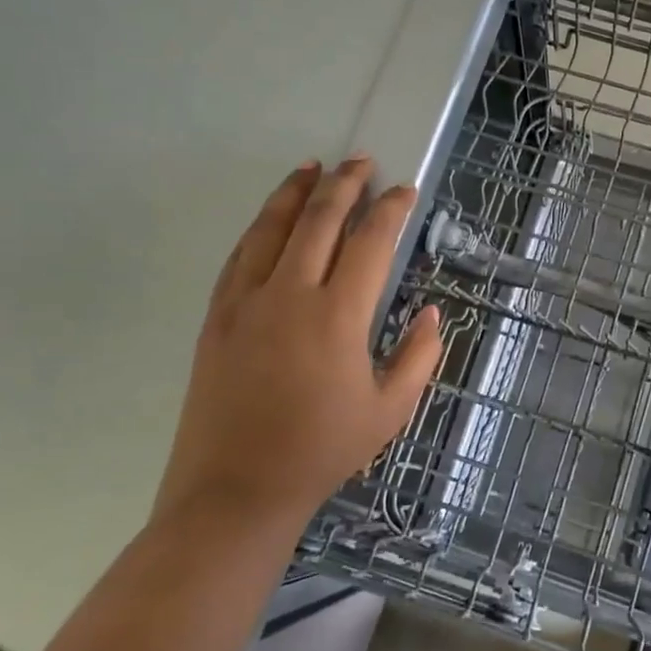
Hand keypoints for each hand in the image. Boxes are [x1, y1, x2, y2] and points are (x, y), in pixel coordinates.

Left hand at [153, 156, 442, 536]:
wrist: (235, 490)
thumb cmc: (321, 451)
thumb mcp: (390, 411)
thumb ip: (419, 356)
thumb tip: (433, 314)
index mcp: (338, 316)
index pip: (370, 242)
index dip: (391, 210)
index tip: (405, 191)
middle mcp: (290, 294)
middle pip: (320, 220)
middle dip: (345, 184)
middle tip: (361, 161)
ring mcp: (246, 302)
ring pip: (272, 228)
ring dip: (296, 192)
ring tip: (312, 167)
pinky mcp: (217, 316)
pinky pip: (240, 256)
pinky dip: (260, 227)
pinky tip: (270, 217)